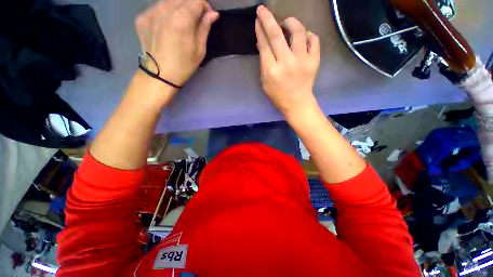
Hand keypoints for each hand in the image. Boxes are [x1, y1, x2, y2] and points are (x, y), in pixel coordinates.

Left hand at [135, 0, 218, 86]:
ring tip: (182, 23)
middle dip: (192, 5)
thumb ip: (204, 28)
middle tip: (196, 19)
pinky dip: (166, 12)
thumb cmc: (183, 66)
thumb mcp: (199, 50)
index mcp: (181, 20)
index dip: (204, 5)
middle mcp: (163, 11)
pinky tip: (168, 25)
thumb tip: (213, 14)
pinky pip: (157, 7)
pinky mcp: (141, 18)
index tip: (207, 16)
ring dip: (179, 7)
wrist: (159, 75)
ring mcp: (149, 13)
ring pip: (168, 0)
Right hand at [255, 6, 319, 117]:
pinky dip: (308, 35)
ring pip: (297, 32)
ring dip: (291, 22)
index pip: (264, 44)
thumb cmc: (278, 95)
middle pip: (276, 34)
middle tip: (263, 10)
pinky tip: (304, 37)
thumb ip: (264, 63)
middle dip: (268, 19)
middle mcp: (286, 62)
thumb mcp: (265, 82)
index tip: (258, 19)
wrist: (297, 103)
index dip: (260, 30)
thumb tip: (263, 44)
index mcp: (272, 70)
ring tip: (287, 22)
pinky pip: (314, 39)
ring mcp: (302, 60)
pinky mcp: (314, 60)